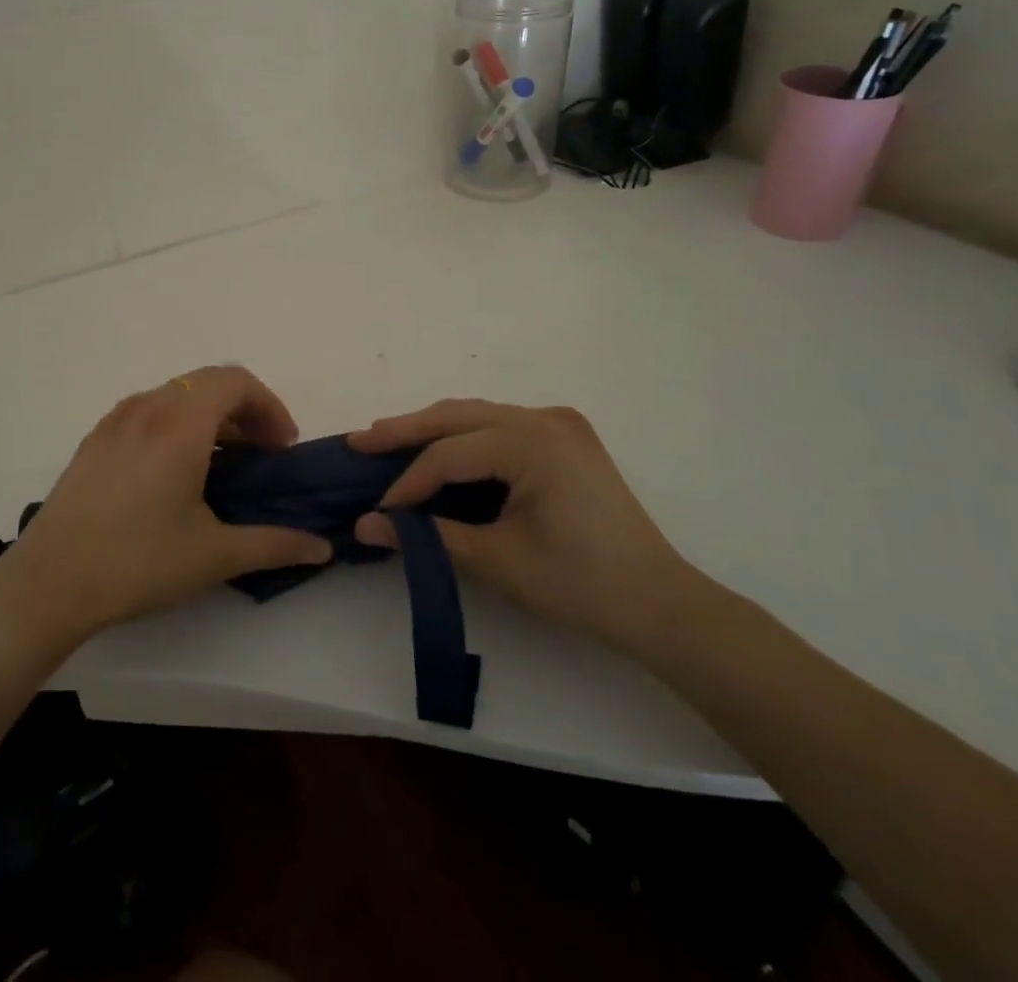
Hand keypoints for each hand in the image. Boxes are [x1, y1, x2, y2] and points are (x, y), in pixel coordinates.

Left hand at [0, 366, 332, 655]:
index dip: (270, 406)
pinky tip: (175, 474)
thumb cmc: (138, 562)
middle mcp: (148, 407)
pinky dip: (177, 424)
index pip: (236, 381)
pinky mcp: (95, 440)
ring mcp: (115, 420)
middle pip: (208, 383)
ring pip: (176, 395)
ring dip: (210, 417)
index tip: (282, 448)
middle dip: (245, 410)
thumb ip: (275, 544)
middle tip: (262, 454)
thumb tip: (323, 547)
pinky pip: (148, 411)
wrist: (49, 583)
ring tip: (223, 464)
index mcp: (180, 423)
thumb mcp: (214, 555)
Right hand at [349, 401, 702, 654]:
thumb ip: (429, 536)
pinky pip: (499, 425)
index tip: (378, 510)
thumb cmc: (580, 585)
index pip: (450, 455)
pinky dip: (463, 436)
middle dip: (406, 429)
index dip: (409, 482)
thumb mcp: (499, 560)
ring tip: (386, 440)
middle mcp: (544, 419)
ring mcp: (558, 424)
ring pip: (477, 415)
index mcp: (534, 443)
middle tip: (359, 442)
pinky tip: (438, 450)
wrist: (659, 603)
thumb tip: (366, 526)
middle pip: (458, 416)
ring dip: (432, 429)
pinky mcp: (564, 438)